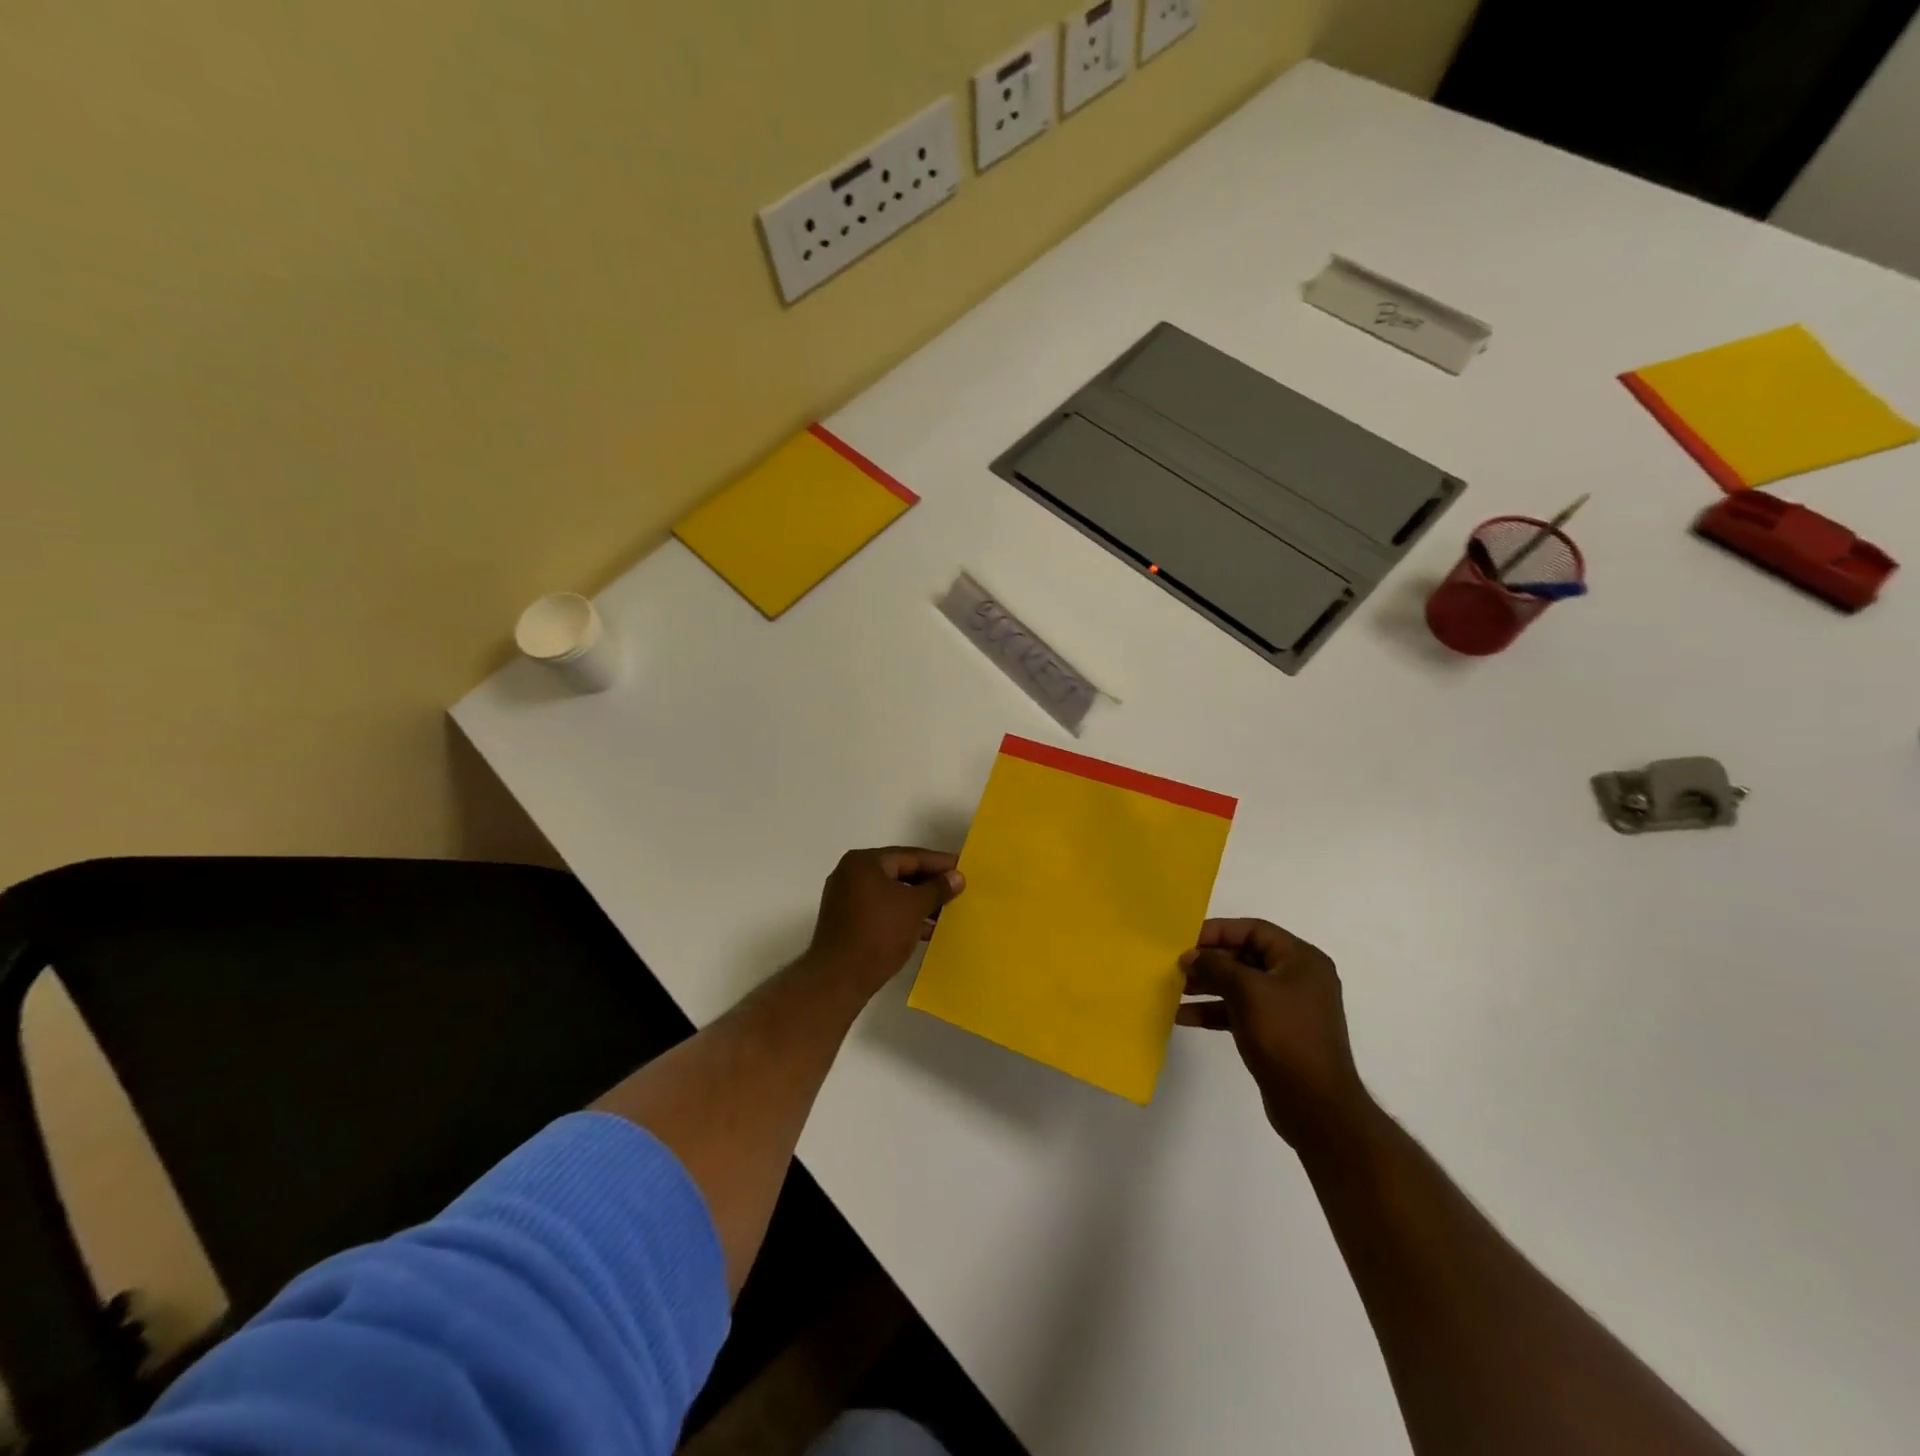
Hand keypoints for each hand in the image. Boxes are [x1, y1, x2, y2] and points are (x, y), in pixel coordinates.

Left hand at [804, 847, 964, 1000]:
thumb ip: (937, 889)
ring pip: (891, 894)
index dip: (939, 863)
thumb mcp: (914, 907)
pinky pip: (882, 910)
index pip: (910, 856)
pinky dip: (903, 916)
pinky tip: (926, 929)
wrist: (839, 978)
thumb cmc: (878, 933)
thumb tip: (957, 877)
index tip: (963, 868)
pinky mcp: (847, 922)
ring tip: (947, 911)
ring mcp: (846, 899)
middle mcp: (851, 874)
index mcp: (864, 862)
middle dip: (930, 883)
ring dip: (918, 902)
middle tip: (957, 889)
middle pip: (899, 873)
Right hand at [1178, 918, 1371, 1149]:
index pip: (1253, 930)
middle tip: (1175, 966)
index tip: (1185, 940)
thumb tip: (1191, 956)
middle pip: (1245, 957)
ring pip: (1239, 986)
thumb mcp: (1247, 992)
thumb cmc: (1285, 1036)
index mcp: (1301, 960)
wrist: (1316, 1106)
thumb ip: (1216, 966)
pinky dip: (1214, 1011)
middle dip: (1209, 961)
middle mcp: (1297, 978)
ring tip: (1174, 990)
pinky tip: (1184, 1017)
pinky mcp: (1276, 1033)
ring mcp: (1287, 1007)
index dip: (1218, 931)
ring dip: (1206, 986)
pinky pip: (1240, 1011)